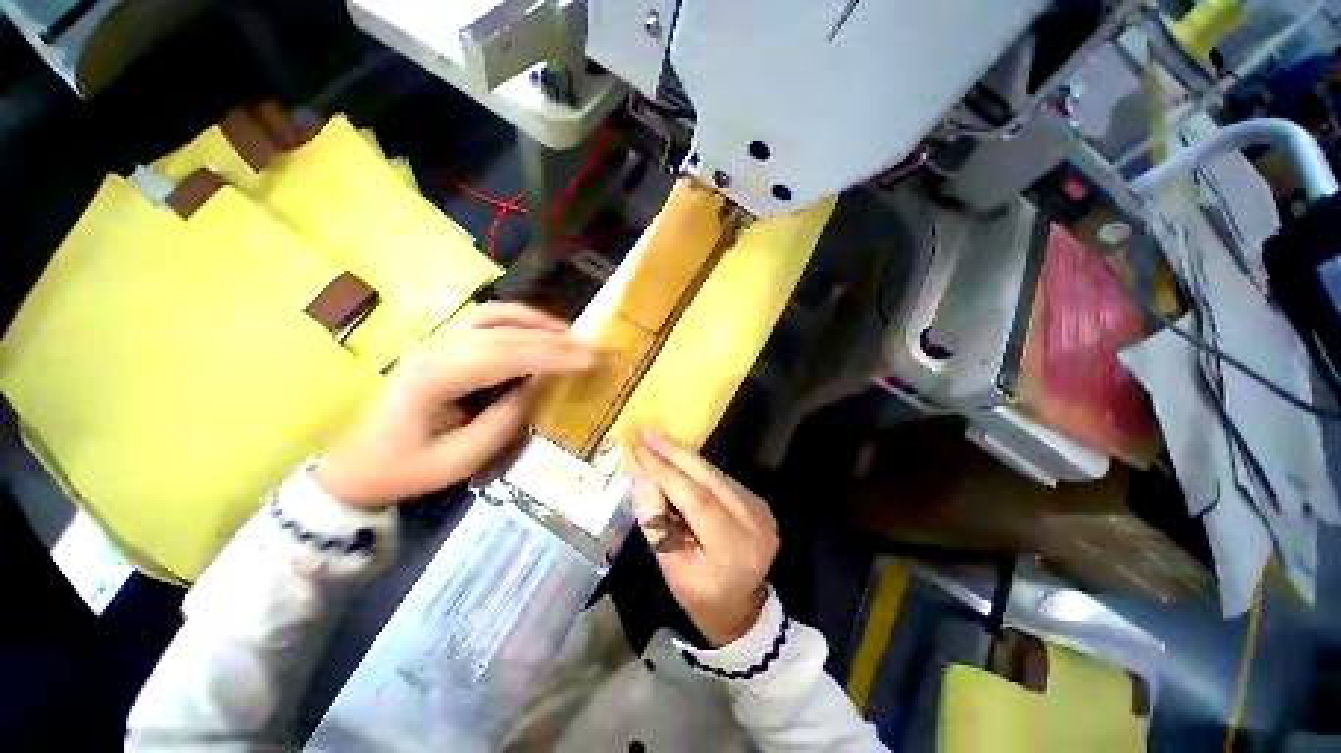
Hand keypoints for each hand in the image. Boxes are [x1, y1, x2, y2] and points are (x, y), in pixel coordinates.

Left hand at [313, 304, 594, 508]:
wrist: (359, 464)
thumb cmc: (408, 468)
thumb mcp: (460, 459)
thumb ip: (503, 421)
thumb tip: (537, 387)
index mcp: (433, 379)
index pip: (503, 357)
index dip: (550, 356)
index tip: (587, 359)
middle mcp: (435, 350)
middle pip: (504, 335)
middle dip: (552, 340)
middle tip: (591, 347)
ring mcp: (436, 342)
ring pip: (494, 318)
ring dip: (536, 323)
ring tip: (570, 334)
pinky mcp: (442, 344)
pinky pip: (484, 320)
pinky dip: (517, 319)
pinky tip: (538, 327)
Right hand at [630, 430, 778, 645]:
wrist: (739, 605)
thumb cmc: (699, 594)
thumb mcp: (670, 566)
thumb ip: (655, 520)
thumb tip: (640, 474)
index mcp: (734, 549)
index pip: (696, 500)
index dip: (665, 472)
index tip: (639, 449)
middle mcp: (755, 523)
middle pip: (710, 478)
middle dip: (675, 453)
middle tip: (648, 432)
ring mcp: (761, 510)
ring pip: (716, 474)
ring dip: (685, 456)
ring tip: (657, 440)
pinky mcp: (758, 502)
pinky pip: (722, 479)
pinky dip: (697, 468)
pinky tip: (677, 457)